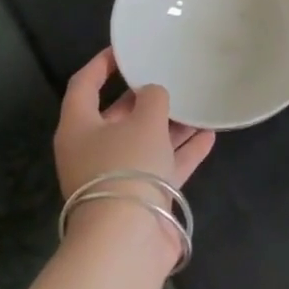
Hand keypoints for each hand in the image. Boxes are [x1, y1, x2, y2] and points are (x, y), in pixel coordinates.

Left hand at [55, 49, 215, 253]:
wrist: (127, 240)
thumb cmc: (126, 167)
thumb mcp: (144, 120)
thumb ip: (153, 98)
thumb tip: (154, 94)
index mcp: (79, 127)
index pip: (84, 85)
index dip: (102, 64)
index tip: (126, 48)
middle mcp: (92, 151)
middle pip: (118, 115)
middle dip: (145, 97)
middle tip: (171, 76)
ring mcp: (117, 176)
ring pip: (145, 141)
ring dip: (170, 124)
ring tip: (197, 103)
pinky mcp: (141, 197)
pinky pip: (163, 166)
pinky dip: (183, 151)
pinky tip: (209, 135)